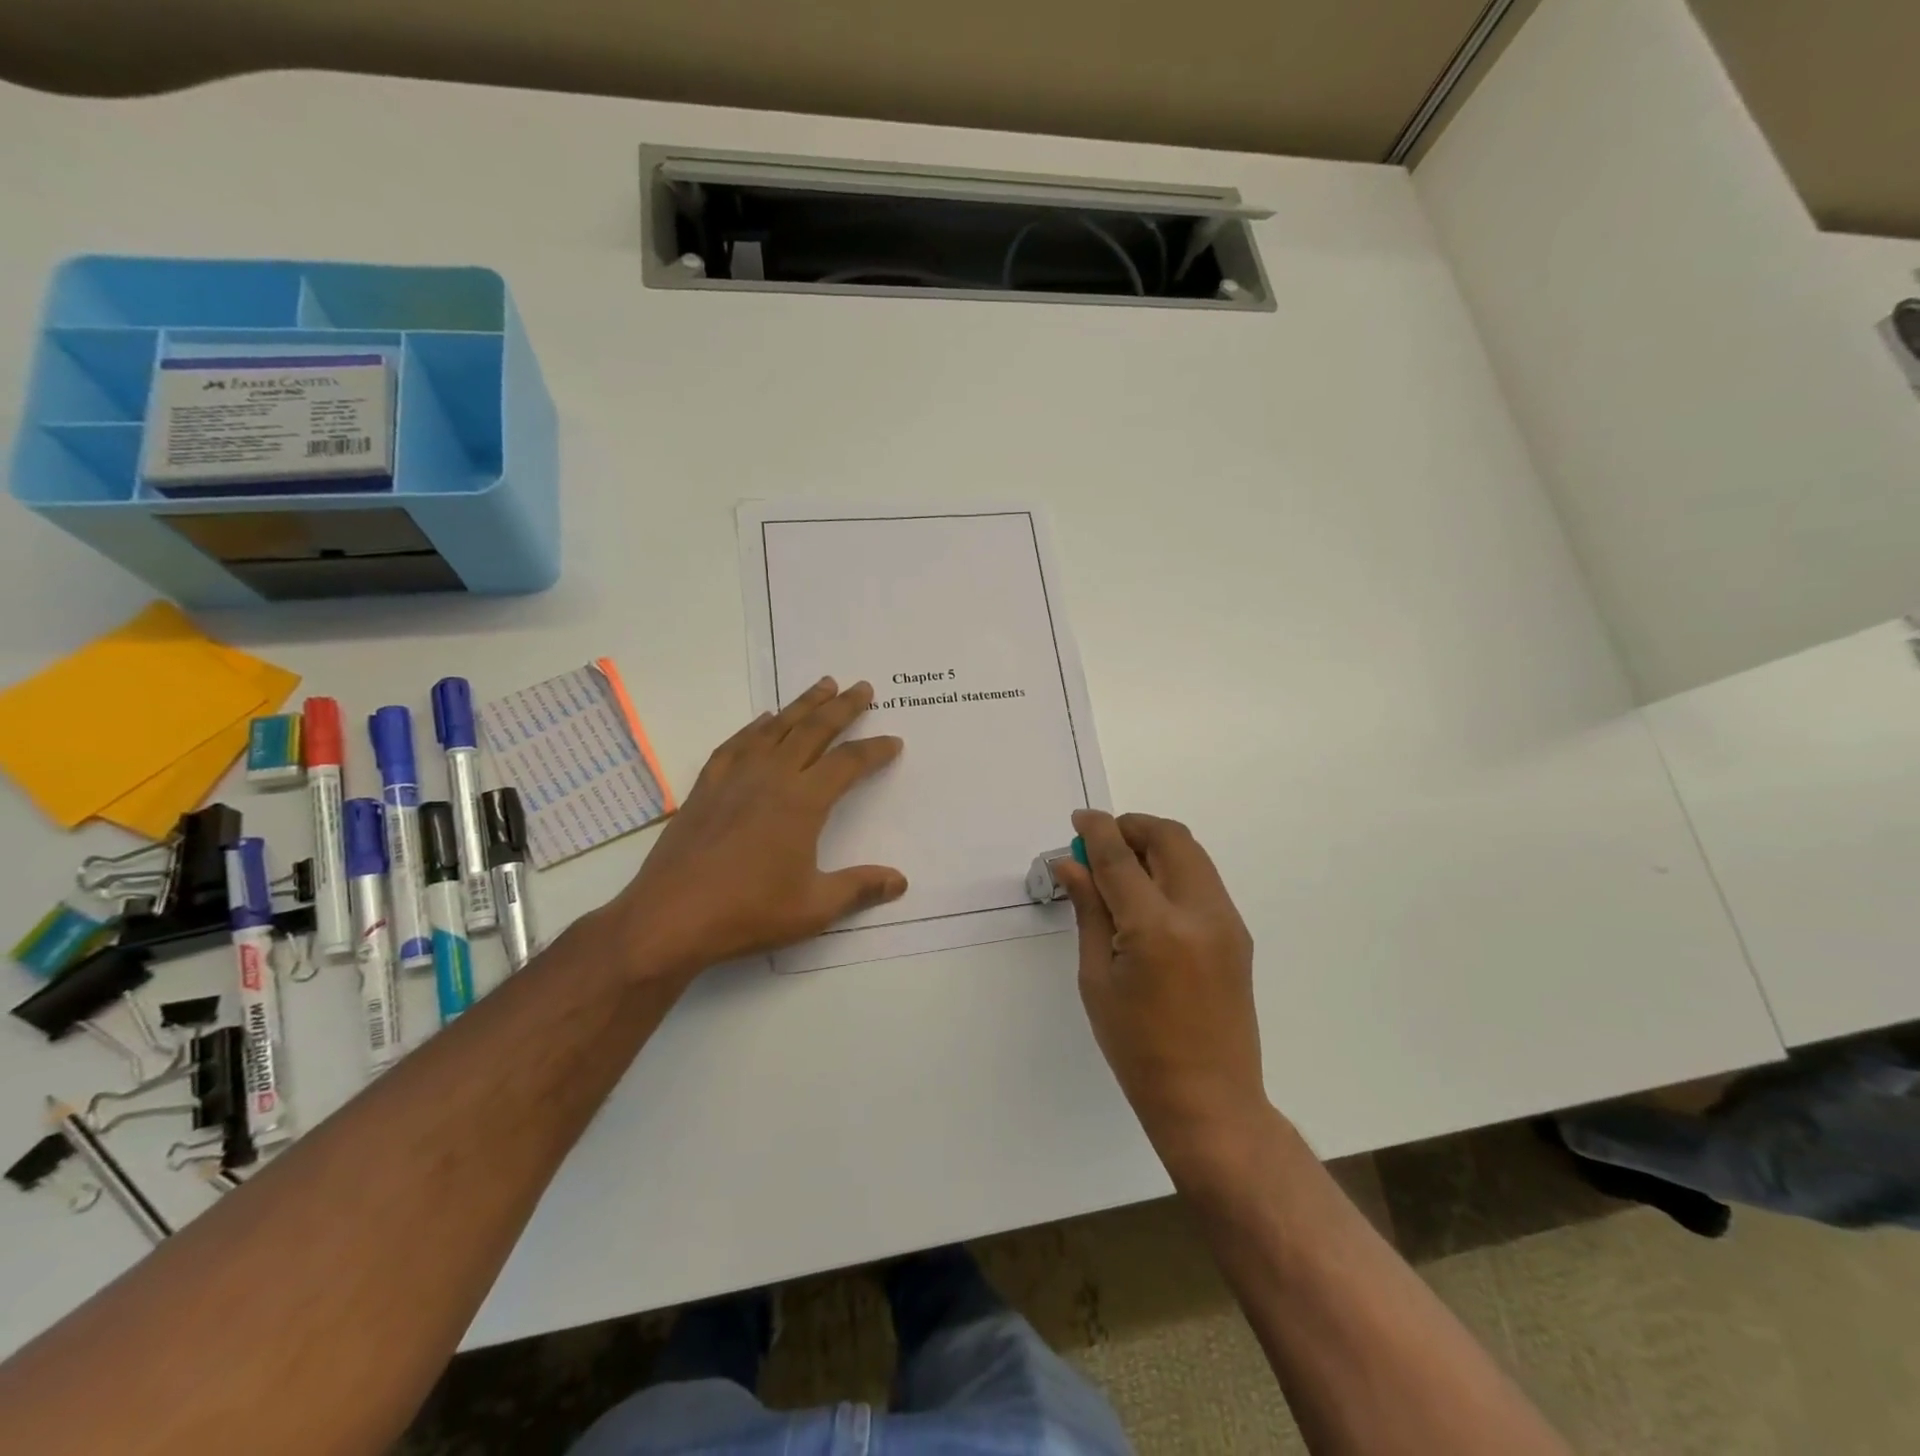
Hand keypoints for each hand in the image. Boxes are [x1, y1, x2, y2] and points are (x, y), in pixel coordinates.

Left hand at [612, 678, 906, 976]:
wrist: (670, 916)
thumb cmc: (748, 912)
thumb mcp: (814, 907)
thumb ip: (859, 888)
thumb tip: (900, 882)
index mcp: (803, 802)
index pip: (848, 763)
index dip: (874, 750)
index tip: (893, 741)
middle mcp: (771, 777)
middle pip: (814, 730)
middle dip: (843, 707)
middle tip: (862, 687)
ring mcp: (735, 778)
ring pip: (776, 728)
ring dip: (802, 705)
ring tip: (823, 686)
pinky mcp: (707, 787)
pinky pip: (737, 744)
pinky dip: (755, 727)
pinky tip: (763, 721)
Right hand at [1055, 810, 1265, 1158]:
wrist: (1209, 1099)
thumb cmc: (1137, 1048)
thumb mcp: (1097, 978)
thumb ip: (1089, 910)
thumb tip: (1071, 864)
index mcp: (1156, 929)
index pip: (1120, 857)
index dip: (1097, 830)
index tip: (1078, 819)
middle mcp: (1199, 913)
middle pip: (1169, 837)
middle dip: (1131, 827)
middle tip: (1101, 843)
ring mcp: (1227, 921)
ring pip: (1191, 852)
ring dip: (1154, 843)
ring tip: (1121, 867)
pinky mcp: (1238, 933)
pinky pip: (1202, 878)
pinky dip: (1173, 867)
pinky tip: (1148, 893)